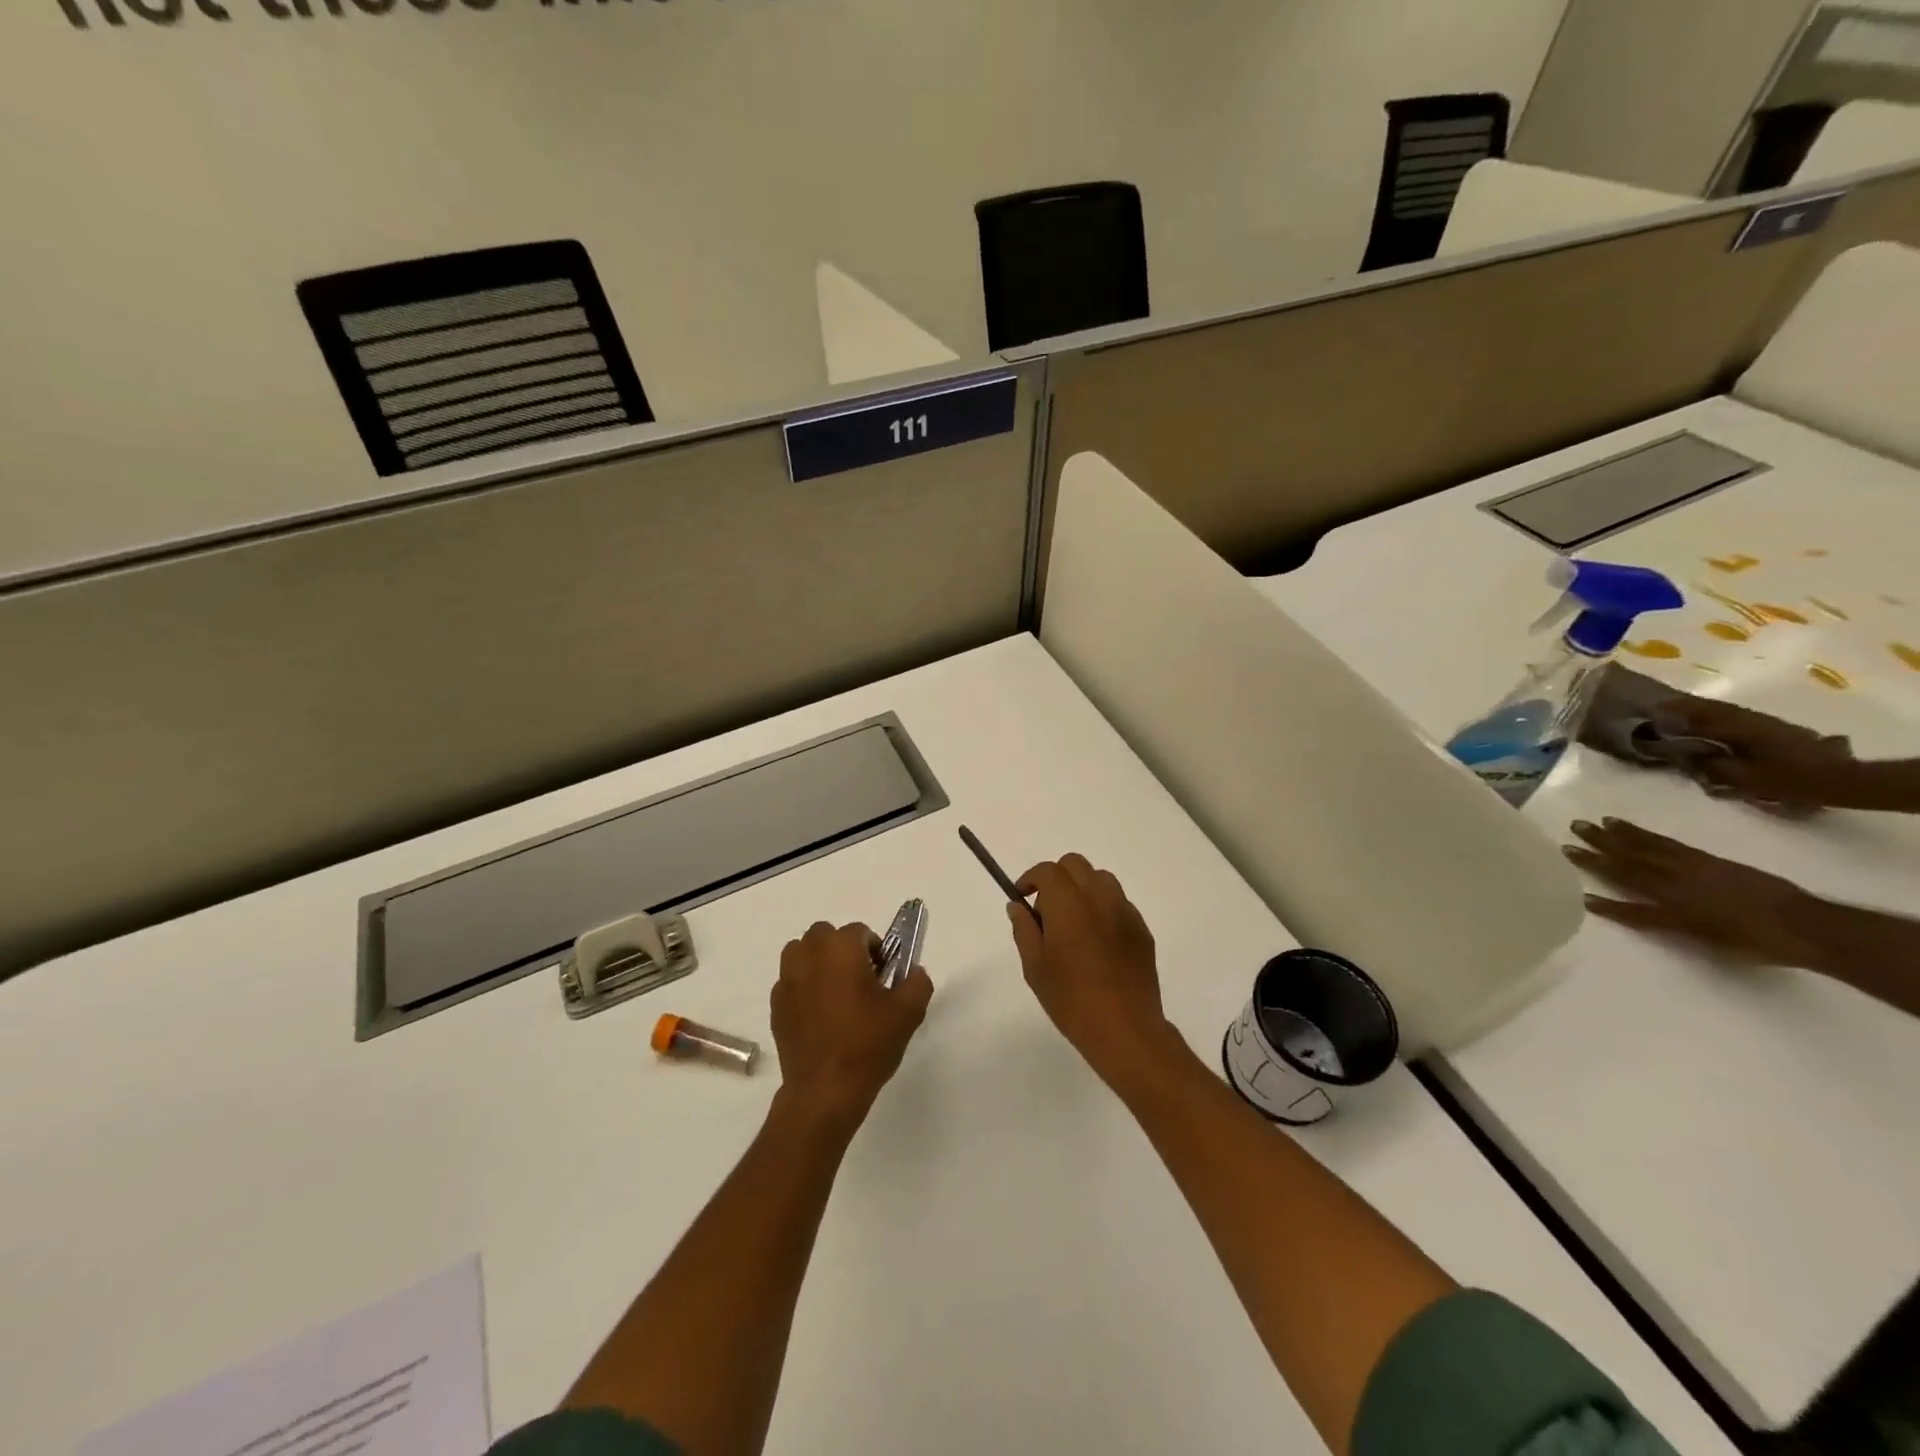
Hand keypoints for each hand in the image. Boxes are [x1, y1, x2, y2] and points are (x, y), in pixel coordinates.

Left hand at [771, 921, 932, 1127]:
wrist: (825, 1090)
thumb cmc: (868, 1044)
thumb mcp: (908, 1012)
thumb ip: (917, 982)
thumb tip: (914, 972)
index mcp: (841, 948)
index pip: (860, 931)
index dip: (875, 950)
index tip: (883, 976)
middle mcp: (809, 955)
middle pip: (825, 935)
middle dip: (842, 949)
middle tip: (860, 980)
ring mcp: (787, 980)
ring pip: (802, 953)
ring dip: (818, 962)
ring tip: (836, 992)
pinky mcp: (775, 1005)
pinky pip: (791, 982)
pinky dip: (803, 987)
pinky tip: (819, 1016)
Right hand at [1008, 854, 1175, 1086]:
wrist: (1125, 1029)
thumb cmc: (1071, 999)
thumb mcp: (1035, 967)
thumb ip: (1024, 929)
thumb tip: (1018, 906)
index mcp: (1069, 903)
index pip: (1048, 870)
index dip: (1031, 878)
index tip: (1022, 896)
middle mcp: (1099, 897)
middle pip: (1076, 865)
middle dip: (1057, 878)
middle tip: (1046, 910)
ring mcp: (1125, 911)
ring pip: (1101, 879)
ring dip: (1082, 889)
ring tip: (1074, 923)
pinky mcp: (1142, 929)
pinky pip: (1119, 903)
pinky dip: (1103, 908)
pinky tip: (1097, 942)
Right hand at [1564, 818, 1820, 966]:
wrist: (1808, 925)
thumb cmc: (1760, 944)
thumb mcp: (1711, 943)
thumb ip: (1669, 925)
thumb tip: (1638, 915)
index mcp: (1676, 910)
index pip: (1631, 907)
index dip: (1605, 902)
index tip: (1577, 894)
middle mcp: (1677, 885)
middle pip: (1631, 866)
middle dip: (1599, 850)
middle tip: (1572, 831)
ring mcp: (1693, 868)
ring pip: (1647, 849)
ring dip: (1618, 835)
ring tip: (1595, 822)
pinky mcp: (1707, 859)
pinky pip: (1668, 843)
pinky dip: (1646, 834)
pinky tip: (1632, 828)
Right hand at [1654, 696, 1854, 809]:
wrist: (1839, 779)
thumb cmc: (1788, 780)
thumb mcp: (1743, 778)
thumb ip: (1710, 765)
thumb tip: (1686, 755)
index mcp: (1739, 729)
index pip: (1698, 717)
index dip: (1673, 714)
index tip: (1650, 712)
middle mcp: (1750, 719)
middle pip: (1711, 708)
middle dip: (1684, 706)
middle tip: (1659, 707)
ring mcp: (1765, 722)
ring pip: (1724, 710)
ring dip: (1701, 709)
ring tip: (1679, 711)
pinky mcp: (1774, 727)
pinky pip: (1736, 716)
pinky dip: (1717, 715)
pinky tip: (1711, 722)